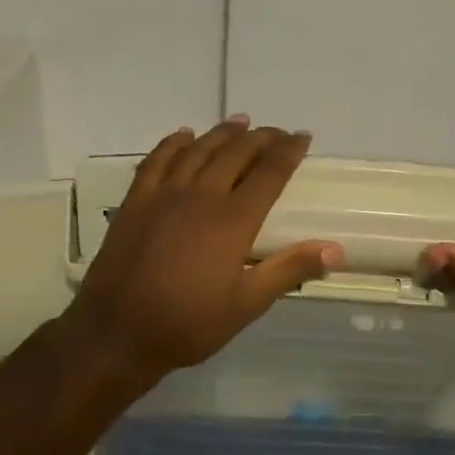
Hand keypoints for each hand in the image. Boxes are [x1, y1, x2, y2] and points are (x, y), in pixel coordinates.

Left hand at [65, 118, 342, 391]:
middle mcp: (200, 196)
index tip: (303, 137)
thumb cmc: (188, 324)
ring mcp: (163, 195)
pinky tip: (184, 135)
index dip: (288, 152)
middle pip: (235, 153)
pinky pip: (157, 160)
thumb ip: (289, 270)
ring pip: (198, 149)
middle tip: (276, 132)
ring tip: (240, 123)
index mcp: (233, 220)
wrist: (118, 331)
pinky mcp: (135, 202)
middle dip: (260, 138)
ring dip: (222, 133)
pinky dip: (174, 143)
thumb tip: (335, 249)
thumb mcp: (246, 304)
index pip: (269, 174)